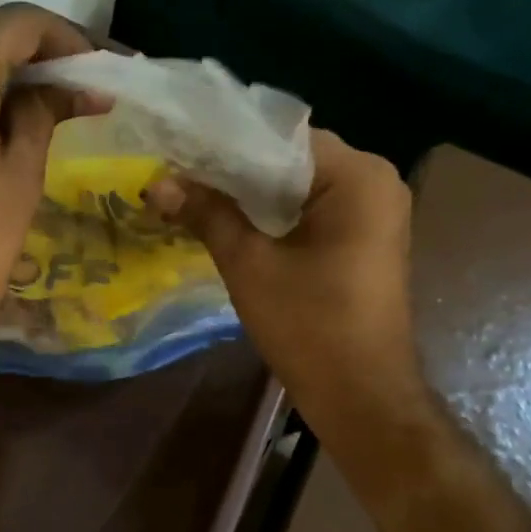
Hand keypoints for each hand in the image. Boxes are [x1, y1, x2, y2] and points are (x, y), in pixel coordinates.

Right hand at [150, 132, 423, 415]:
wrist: (360, 395)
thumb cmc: (309, 326)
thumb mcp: (249, 264)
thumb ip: (206, 214)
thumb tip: (156, 182)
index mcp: (357, 176)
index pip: (280, 136)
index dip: (225, 143)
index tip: (179, 149)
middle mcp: (375, 181)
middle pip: (290, 157)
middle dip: (234, 168)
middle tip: (178, 171)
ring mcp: (374, 210)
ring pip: (298, 184)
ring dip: (250, 192)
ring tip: (193, 191)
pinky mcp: (364, 236)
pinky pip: (311, 208)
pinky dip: (273, 212)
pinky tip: (229, 219)